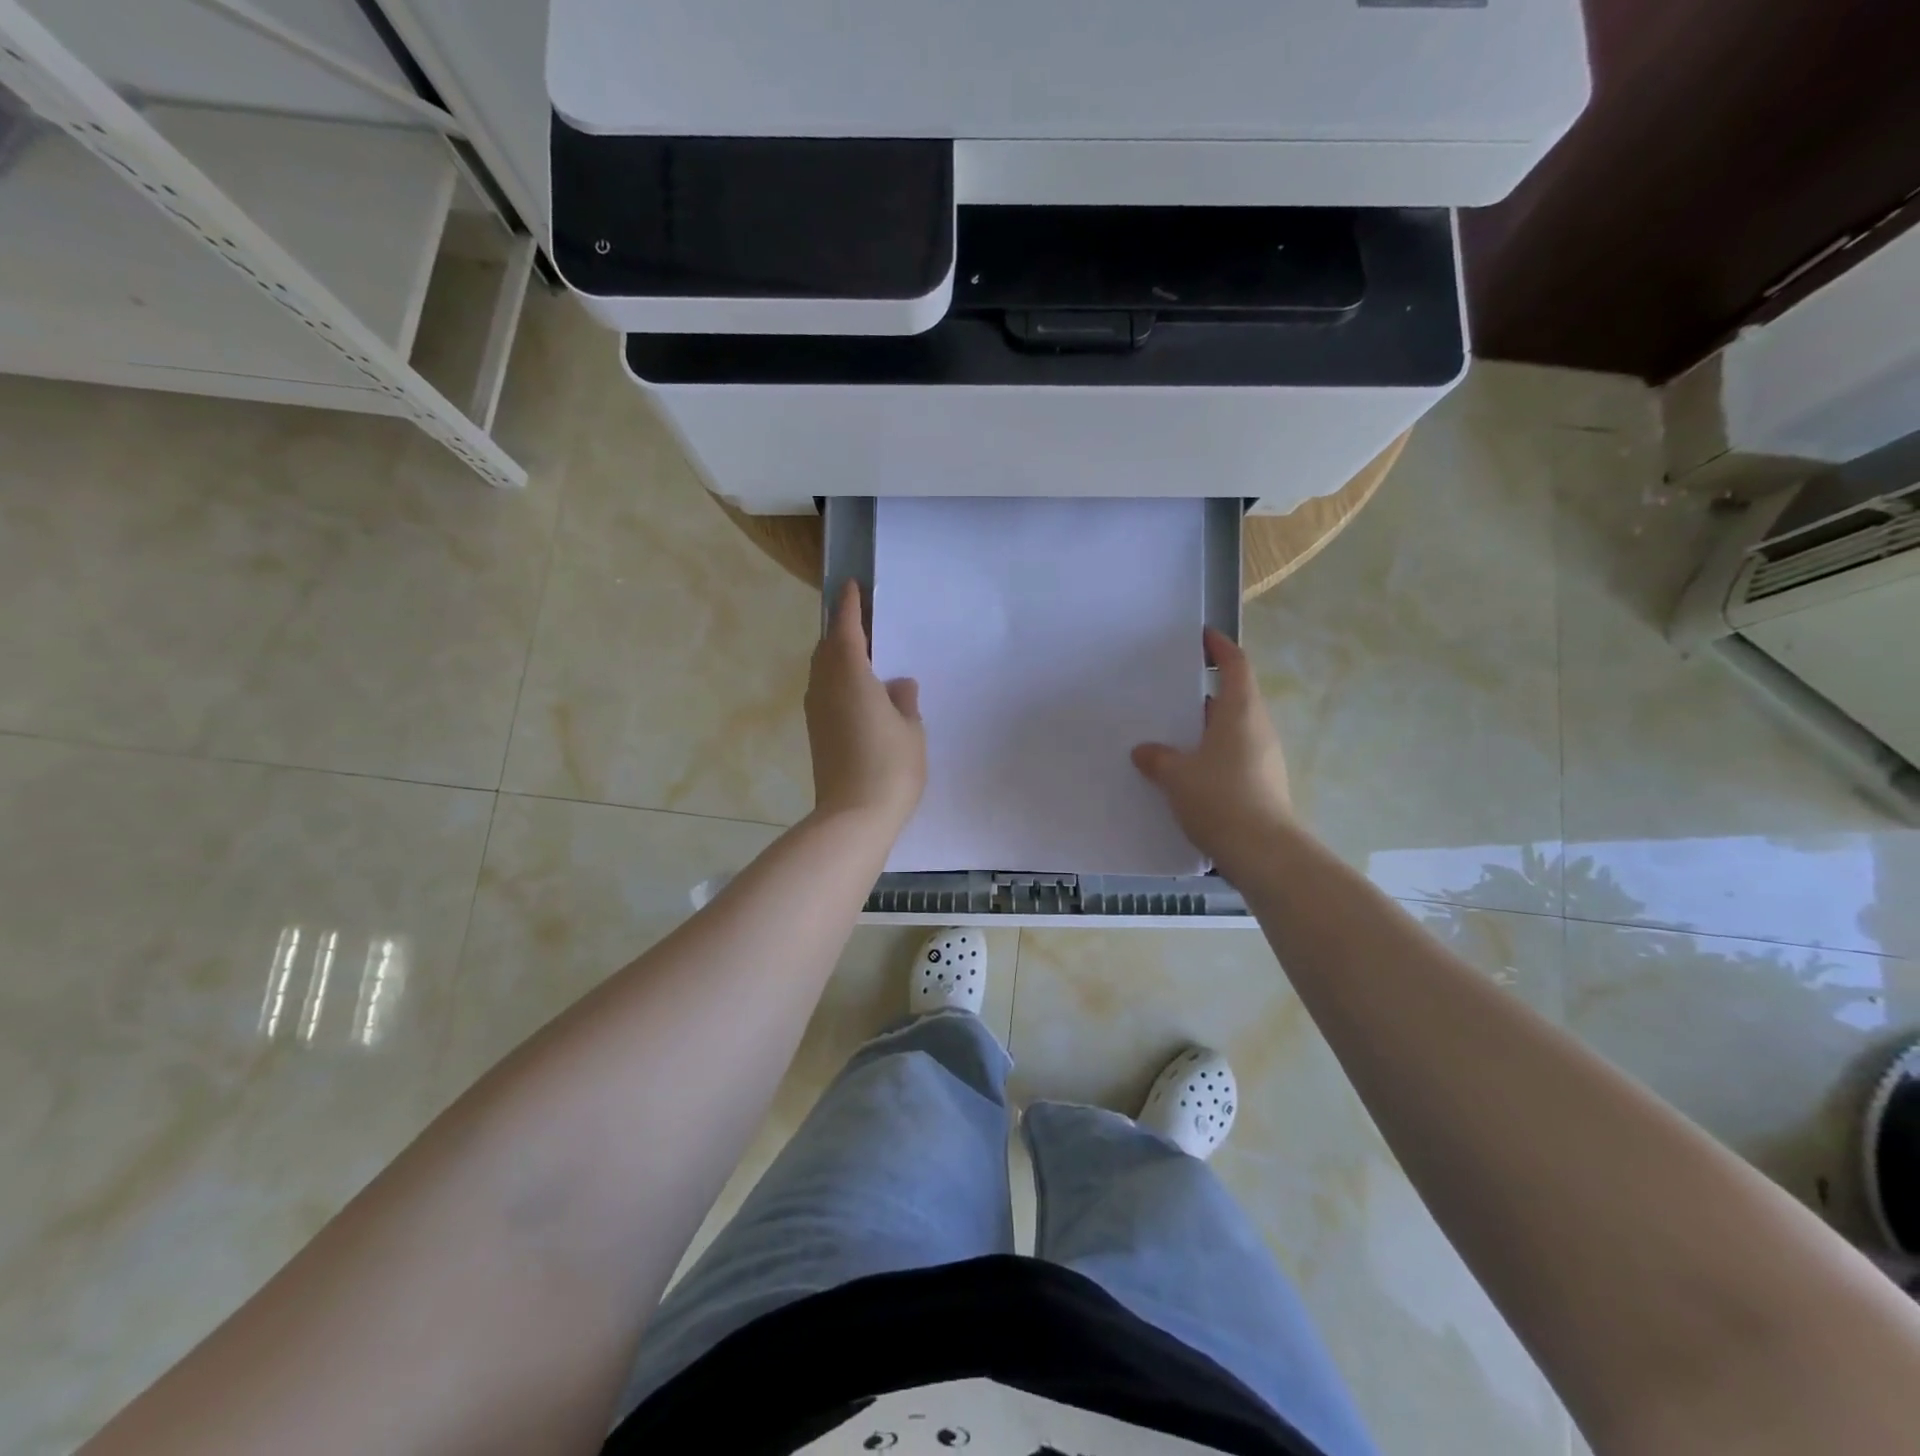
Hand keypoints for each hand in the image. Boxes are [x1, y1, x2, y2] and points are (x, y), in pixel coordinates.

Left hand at [805, 580, 926, 829]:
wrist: (854, 817)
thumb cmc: (890, 767)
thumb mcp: (911, 729)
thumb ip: (905, 701)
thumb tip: (899, 685)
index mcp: (851, 676)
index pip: (847, 630)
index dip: (850, 607)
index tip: (851, 587)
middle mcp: (826, 688)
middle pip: (828, 648)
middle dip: (842, 630)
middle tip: (863, 621)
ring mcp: (817, 712)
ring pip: (822, 671)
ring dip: (837, 656)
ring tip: (862, 654)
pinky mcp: (817, 734)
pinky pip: (824, 691)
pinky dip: (836, 679)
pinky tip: (857, 690)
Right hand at [1132, 627, 1292, 873]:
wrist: (1263, 853)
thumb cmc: (1220, 799)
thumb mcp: (1176, 776)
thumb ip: (1157, 758)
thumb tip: (1145, 751)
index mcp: (1241, 712)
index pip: (1235, 665)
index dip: (1219, 647)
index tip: (1201, 637)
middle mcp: (1256, 728)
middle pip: (1232, 697)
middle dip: (1201, 692)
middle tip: (1167, 690)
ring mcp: (1261, 758)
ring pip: (1229, 730)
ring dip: (1203, 727)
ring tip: (1167, 732)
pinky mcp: (1259, 784)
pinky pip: (1230, 756)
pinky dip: (1208, 754)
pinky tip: (1182, 770)